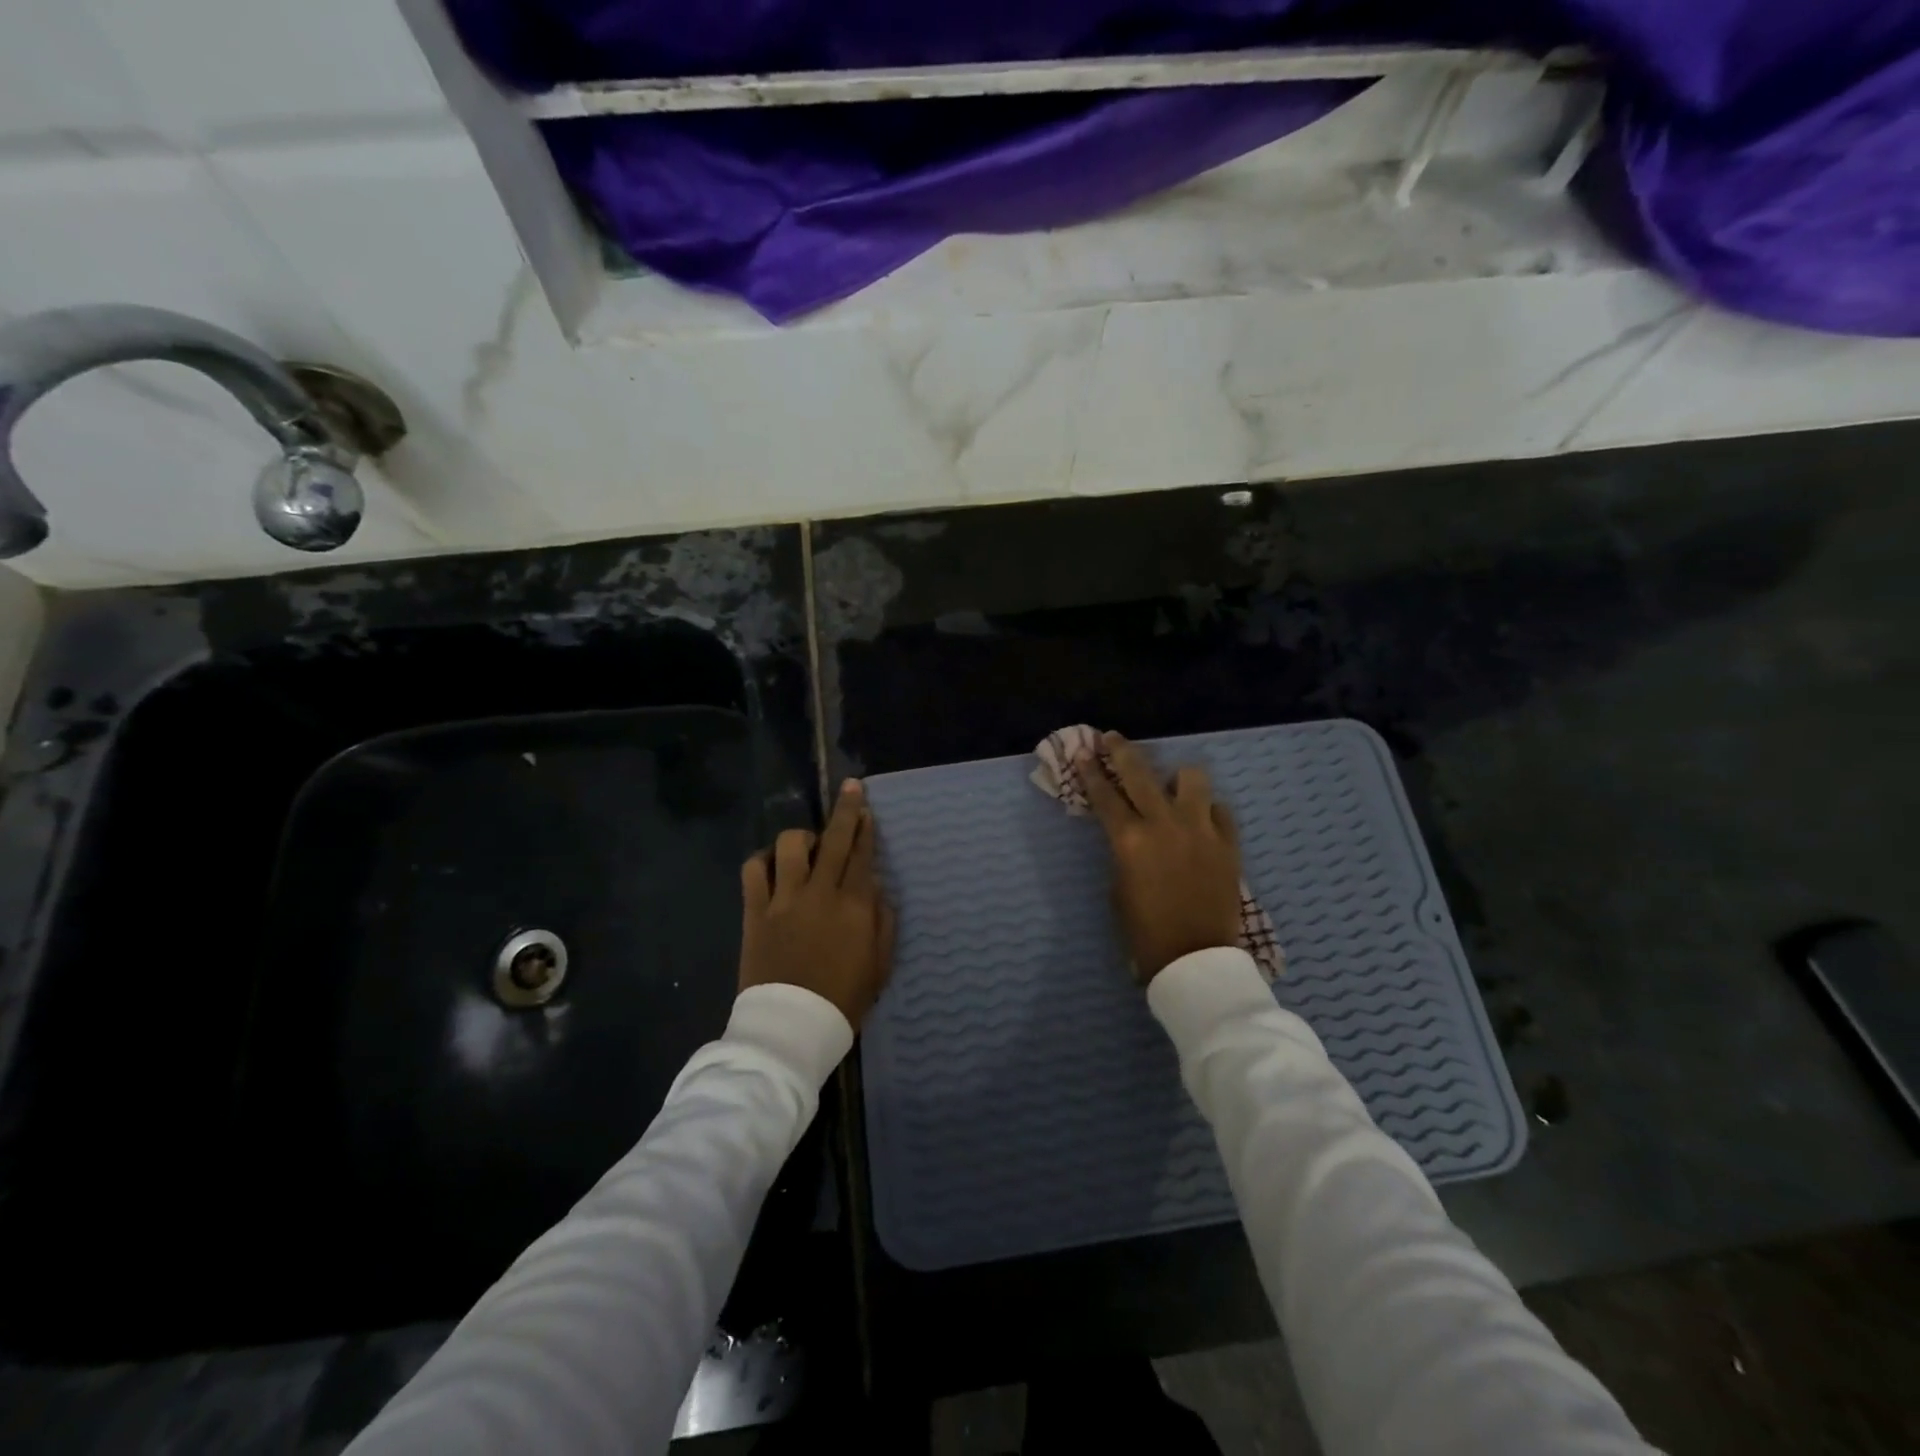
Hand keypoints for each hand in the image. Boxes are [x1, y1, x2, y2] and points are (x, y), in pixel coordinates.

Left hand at [739, 779, 895, 1028]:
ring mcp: (784, 899)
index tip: (866, 808)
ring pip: (789, 846)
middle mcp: (820, 893)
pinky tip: (771, 864)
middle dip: (845, 810)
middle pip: (834, 839)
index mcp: (854, 906)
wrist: (791, 1026)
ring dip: (801, 837)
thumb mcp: (880, 965)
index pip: (862, 855)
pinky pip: (753, 870)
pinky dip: (762, 860)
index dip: (865, 828)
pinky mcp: (755, 911)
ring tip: (807, 845)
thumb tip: (877, 890)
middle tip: (851, 788)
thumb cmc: (843, 999)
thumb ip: (882, 922)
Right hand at [1079, 733, 1242, 983]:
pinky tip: (1200, 819)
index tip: (1082, 752)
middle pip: (1140, 773)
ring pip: (1191, 779)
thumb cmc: (1145, 931)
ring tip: (1171, 785)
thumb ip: (1123, 851)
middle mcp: (1164, 825)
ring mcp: (1201, 830)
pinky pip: (1219, 810)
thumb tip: (1130, 832)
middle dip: (1122, 751)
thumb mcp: (1118, 887)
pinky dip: (1207, 810)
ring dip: (1176, 778)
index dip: (1090, 772)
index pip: (1104, 795)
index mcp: (1130, 840)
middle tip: (1111, 738)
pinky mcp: (1228, 843)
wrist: (1195, 960)